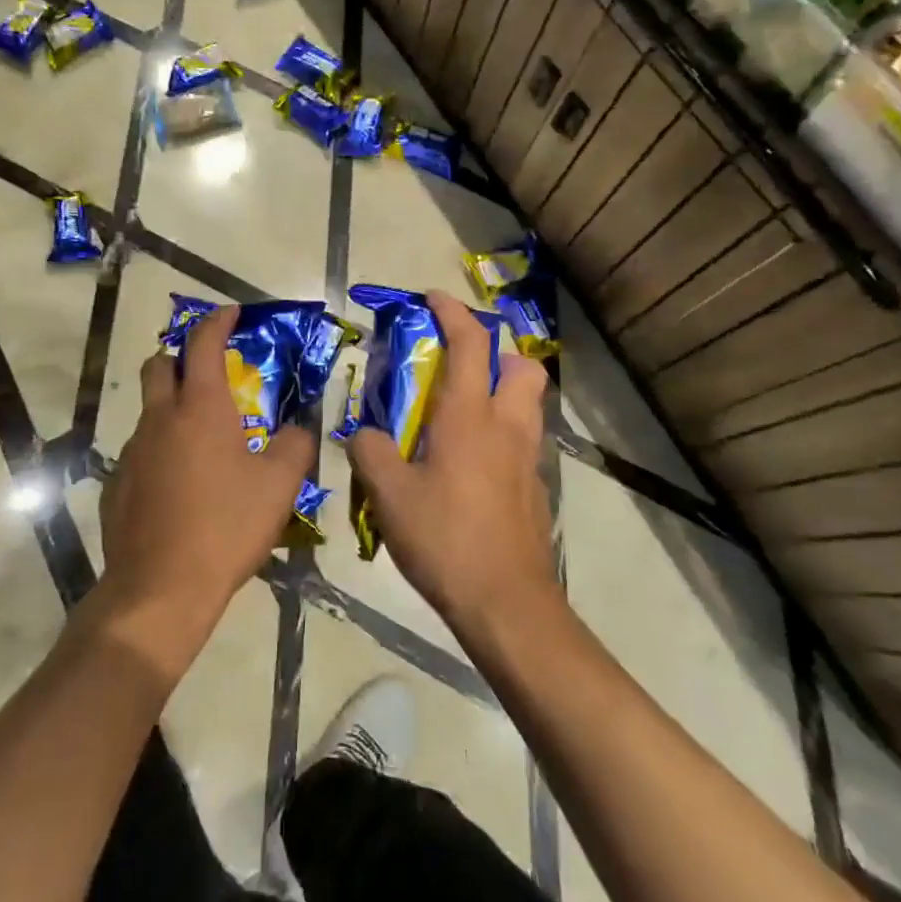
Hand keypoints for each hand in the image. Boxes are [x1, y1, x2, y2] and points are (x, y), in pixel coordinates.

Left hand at [96, 305, 315, 669]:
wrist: (160, 588)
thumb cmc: (226, 526)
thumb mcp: (279, 486)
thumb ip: (295, 447)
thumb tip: (298, 430)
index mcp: (200, 408)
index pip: (203, 344)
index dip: (217, 322)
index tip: (230, 313)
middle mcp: (160, 419)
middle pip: (159, 365)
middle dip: (180, 356)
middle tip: (208, 370)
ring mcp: (132, 451)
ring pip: (149, 411)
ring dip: (172, 408)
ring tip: (204, 440)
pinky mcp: (117, 484)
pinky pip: (142, 451)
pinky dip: (162, 450)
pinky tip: (182, 485)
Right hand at [348, 290, 558, 633]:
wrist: (506, 604)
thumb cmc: (445, 538)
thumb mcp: (389, 494)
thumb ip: (370, 452)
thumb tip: (365, 434)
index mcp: (469, 416)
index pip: (470, 343)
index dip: (453, 312)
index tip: (432, 298)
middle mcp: (507, 427)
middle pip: (522, 366)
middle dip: (496, 352)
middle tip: (460, 366)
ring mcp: (528, 459)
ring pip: (528, 404)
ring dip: (502, 392)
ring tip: (461, 414)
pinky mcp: (535, 489)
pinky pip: (523, 442)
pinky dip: (501, 434)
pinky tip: (470, 466)